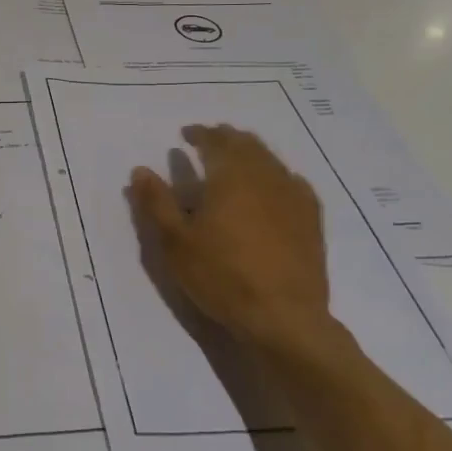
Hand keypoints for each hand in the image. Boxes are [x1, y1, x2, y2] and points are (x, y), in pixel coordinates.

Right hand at [128, 125, 337, 357]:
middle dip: (227, 138)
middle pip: (247, 144)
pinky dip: (276, 175)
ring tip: (237, 160)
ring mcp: (293, 197)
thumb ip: (156, 202)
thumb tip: (140, 169)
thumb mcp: (175, 242)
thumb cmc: (221, 275)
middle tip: (210, 141)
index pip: (215, 141)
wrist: (283, 317)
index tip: (186, 134)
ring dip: (251, 152)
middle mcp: (264, 177)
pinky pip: (293, 182)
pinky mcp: (311, 219)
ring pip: (271, 160)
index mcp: (230, 176)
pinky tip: (273, 186)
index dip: (200, 133)